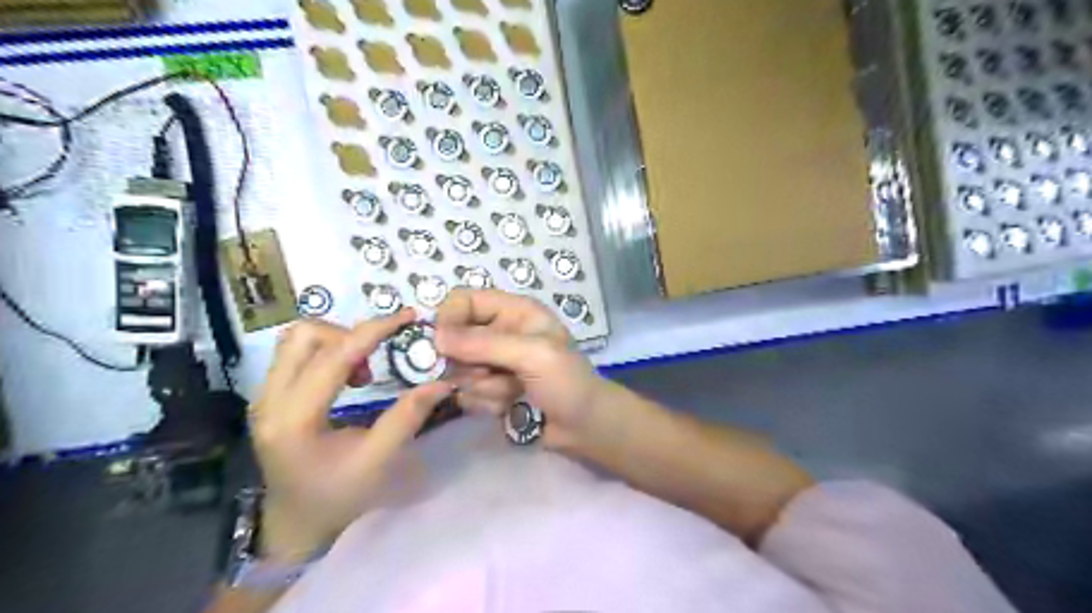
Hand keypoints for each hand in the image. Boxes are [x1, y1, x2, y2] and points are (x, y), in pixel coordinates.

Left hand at [248, 313, 451, 562]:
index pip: (333, 356)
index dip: (373, 330)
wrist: (294, 523)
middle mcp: (269, 400)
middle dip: (348, 336)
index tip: (406, 317)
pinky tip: (346, 378)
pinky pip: (296, 354)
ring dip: (336, 342)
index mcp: (294, 419)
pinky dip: (327, 352)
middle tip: (375, 364)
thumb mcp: (378, 461)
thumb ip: (408, 417)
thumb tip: (442, 381)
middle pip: (304, 335)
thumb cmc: (338, 497)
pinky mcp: (269, 396)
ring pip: (297, 339)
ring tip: (362, 373)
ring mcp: (264, 396)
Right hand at [437, 290, 612, 452]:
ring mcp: (494, 363)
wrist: (585, 428)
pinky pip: (467, 394)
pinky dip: (486, 403)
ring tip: (512, 392)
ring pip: (459, 371)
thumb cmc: (567, 382)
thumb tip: (436, 336)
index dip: (449, 319)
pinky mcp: (490, 390)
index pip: (464, 300)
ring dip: (483, 387)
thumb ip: (484, 343)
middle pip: (455, 339)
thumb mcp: (532, 355)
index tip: (441, 345)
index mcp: (514, 311)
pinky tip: (510, 407)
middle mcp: (500, 333)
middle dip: (470, 363)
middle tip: (492, 374)